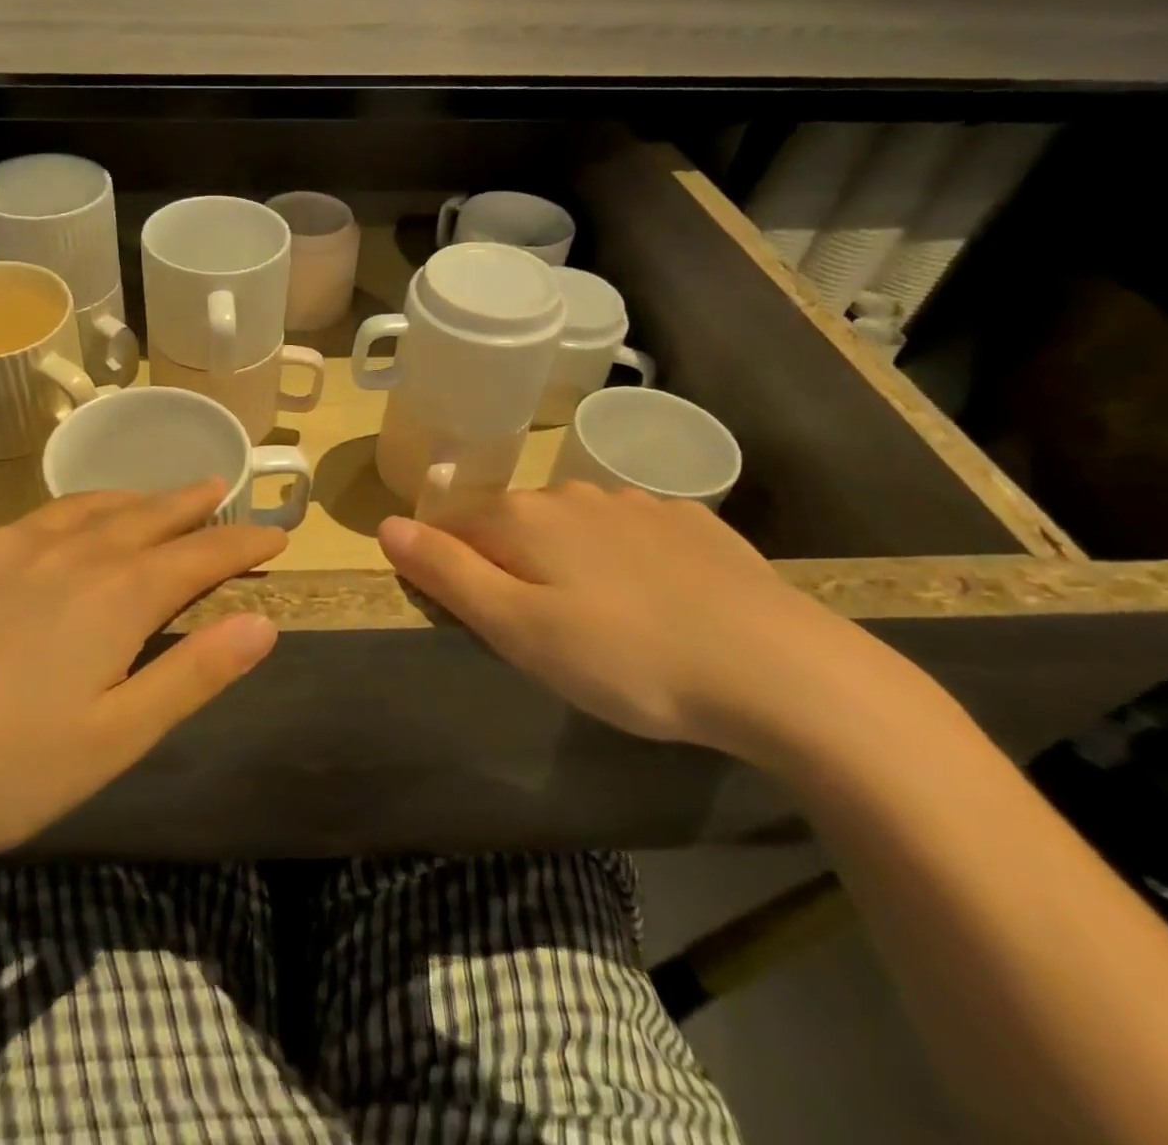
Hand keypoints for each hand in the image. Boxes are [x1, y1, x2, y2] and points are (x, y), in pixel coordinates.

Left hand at [0, 484, 282, 893]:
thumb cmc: (5, 771)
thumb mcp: (118, 737)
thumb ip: (195, 673)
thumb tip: (264, 623)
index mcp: (114, 596)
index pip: (199, 555)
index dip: (242, 543)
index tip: (275, 532)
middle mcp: (63, 552)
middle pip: (142, 516)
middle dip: (187, 503)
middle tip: (216, 486)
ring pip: (76, 509)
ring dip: (120, 501)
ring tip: (142, 498)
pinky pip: (6, 530)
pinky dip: (40, 529)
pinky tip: (31, 546)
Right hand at [378, 483, 894, 761]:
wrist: (781, 671)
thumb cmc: (626, 658)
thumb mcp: (517, 629)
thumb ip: (446, 573)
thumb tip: (386, 526)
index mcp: (522, 518)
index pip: (453, 528)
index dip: (452, 572)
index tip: (482, 624)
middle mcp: (571, 495)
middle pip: (511, 527)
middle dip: (509, 570)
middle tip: (542, 638)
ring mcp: (636, 503)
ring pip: (571, 529)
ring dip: (565, 566)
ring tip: (601, 628)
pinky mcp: (691, 523)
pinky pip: (629, 535)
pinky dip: (622, 562)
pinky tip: (656, 606)